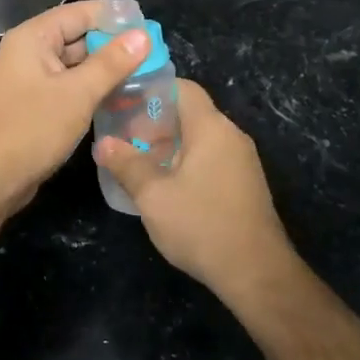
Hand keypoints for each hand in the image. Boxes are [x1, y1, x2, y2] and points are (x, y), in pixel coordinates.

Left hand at [0, 0, 149, 217]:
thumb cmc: (31, 130)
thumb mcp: (77, 94)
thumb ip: (111, 63)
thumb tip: (144, 35)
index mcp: (34, 37)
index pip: (81, 12)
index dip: (116, 17)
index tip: (151, 27)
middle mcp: (30, 51)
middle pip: (79, 36)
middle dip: (115, 45)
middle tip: (156, 55)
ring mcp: (32, 78)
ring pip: (77, 64)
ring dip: (107, 70)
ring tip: (148, 75)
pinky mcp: (37, 103)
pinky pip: (70, 86)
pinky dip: (93, 89)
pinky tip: (122, 98)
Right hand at [94, 80, 300, 297]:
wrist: (256, 272)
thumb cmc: (201, 225)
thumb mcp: (153, 195)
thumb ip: (127, 164)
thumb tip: (103, 143)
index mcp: (211, 128)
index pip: (182, 88)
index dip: (151, 91)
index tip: (123, 105)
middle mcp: (231, 135)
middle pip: (190, 114)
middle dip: (154, 124)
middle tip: (124, 141)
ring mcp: (243, 161)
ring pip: (200, 139)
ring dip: (169, 146)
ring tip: (139, 166)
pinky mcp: (246, 184)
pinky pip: (211, 159)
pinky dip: (187, 163)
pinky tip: (167, 188)